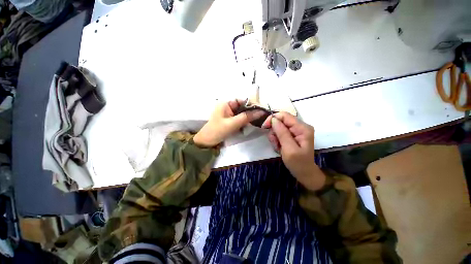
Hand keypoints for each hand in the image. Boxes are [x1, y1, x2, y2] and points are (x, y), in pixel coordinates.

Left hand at [194, 100, 265, 147]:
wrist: (207, 142)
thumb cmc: (218, 131)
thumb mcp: (233, 123)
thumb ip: (247, 117)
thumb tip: (261, 112)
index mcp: (226, 103)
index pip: (242, 100)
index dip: (252, 104)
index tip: (262, 110)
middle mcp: (228, 106)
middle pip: (243, 107)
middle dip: (251, 112)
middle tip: (262, 117)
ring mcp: (229, 114)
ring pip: (242, 113)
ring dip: (249, 117)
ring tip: (258, 121)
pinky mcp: (230, 120)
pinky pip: (240, 118)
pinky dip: (245, 121)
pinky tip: (250, 125)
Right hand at [262, 112, 325, 190]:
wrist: (304, 173)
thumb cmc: (298, 163)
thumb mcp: (289, 149)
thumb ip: (282, 133)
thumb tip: (273, 119)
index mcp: (302, 128)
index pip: (285, 115)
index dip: (273, 119)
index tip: (264, 127)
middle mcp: (300, 126)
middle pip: (281, 121)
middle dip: (274, 131)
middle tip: (275, 142)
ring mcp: (296, 131)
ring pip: (279, 127)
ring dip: (275, 137)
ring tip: (278, 147)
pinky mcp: (292, 135)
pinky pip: (280, 133)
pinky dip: (277, 140)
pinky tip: (279, 147)